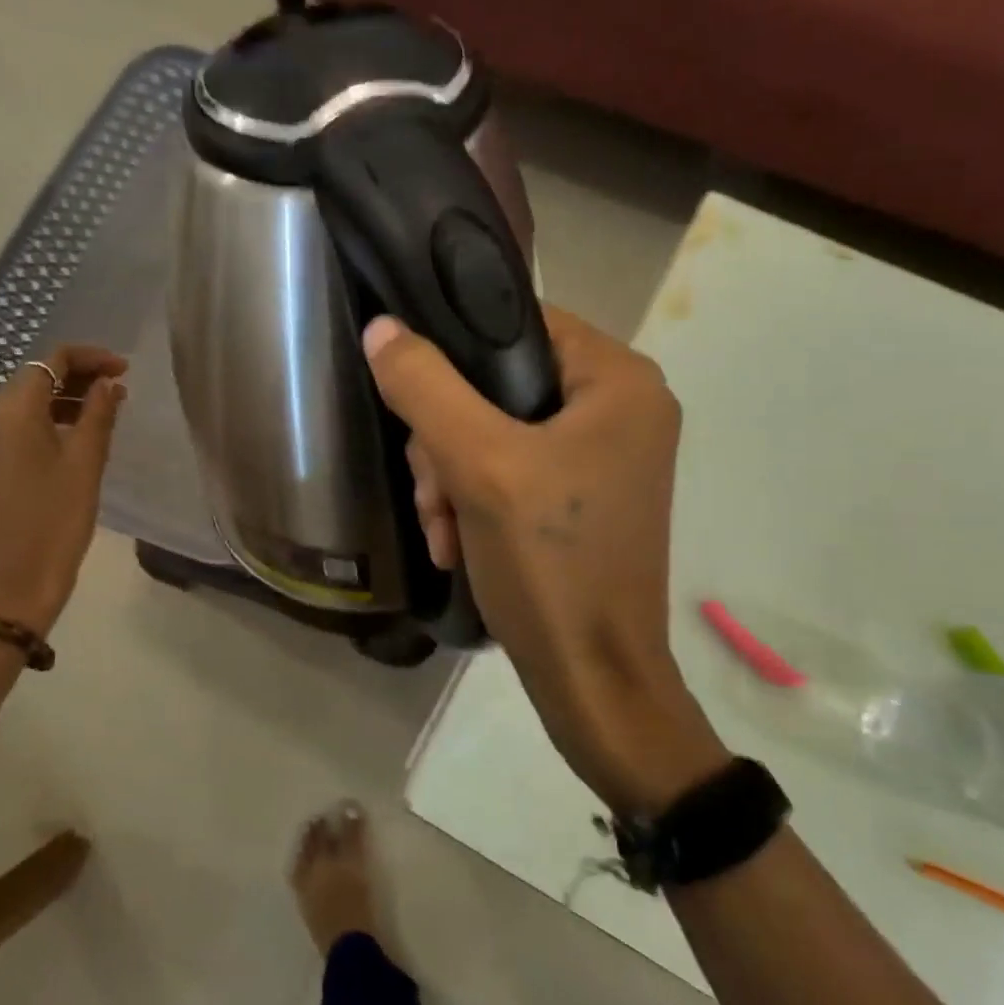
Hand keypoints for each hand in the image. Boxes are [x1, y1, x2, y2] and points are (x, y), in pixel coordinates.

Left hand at [0, 346, 126, 635]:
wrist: (10, 589)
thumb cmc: (56, 522)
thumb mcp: (86, 464)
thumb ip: (98, 414)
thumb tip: (106, 382)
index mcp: (9, 411)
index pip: (51, 361)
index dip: (90, 358)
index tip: (124, 370)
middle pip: (31, 381)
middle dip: (75, 379)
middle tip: (117, 393)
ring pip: (17, 408)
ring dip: (58, 404)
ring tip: (97, 419)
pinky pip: (6, 434)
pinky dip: (38, 428)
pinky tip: (64, 447)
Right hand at [363, 307, 725, 809]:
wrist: (593, 682)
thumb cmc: (551, 565)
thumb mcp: (479, 467)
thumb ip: (427, 389)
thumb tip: (381, 328)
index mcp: (619, 381)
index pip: (520, 323)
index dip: (456, 350)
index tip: (414, 398)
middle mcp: (622, 408)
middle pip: (501, 386)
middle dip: (449, 442)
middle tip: (432, 492)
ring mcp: (605, 457)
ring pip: (497, 433)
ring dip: (453, 479)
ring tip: (441, 531)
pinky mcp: (584, 498)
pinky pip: (512, 472)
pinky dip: (476, 503)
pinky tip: (455, 544)